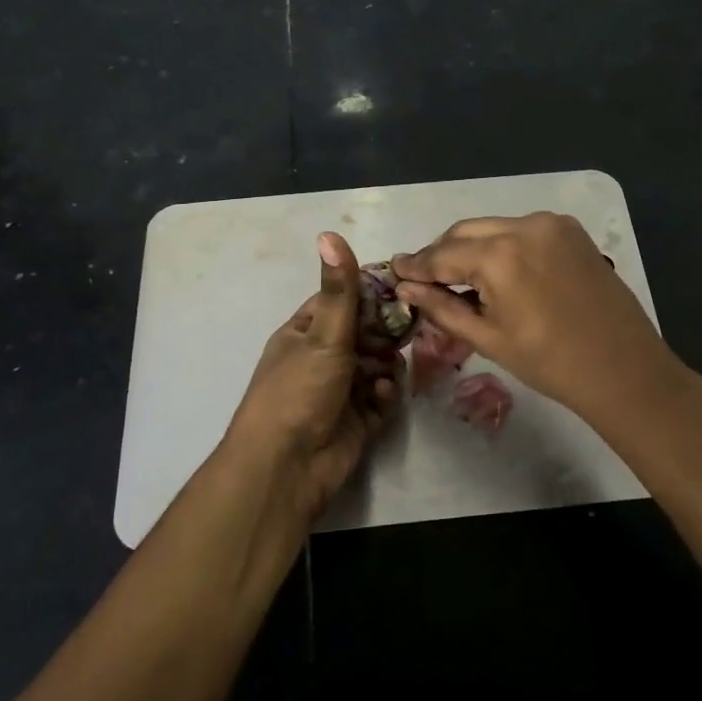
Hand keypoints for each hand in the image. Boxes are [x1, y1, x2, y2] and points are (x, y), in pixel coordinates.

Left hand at [224, 232, 398, 528]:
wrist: (288, 467)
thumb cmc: (299, 391)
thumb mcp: (322, 335)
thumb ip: (339, 290)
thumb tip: (329, 233)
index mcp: (305, 333)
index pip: (342, 301)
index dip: (370, 291)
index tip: (404, 284)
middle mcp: (323, 358)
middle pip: (365, 333)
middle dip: (386, 330)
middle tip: (413, 323)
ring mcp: (341, 390)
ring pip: (377, 364)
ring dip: (387, 362)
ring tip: (394, 362)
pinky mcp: (358, 420)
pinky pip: (381, 397)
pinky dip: (384, 394)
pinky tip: (381, 395)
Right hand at [391, 212, 683, 421]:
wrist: (622, 366)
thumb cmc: (549, 362)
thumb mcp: (488, 338)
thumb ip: (442, 307)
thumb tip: (406, 288)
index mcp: (499, 256)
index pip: (442, 255)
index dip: (416, 265)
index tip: (394, 270)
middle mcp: (524, 226)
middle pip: (465, 231)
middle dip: (441, 252)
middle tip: (422, 277)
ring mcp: (551, 224)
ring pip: (494, 227)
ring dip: (471, 246)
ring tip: (458, 276)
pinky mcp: (571, 230)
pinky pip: (522, 229)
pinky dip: (503, 244)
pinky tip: (498, 270)